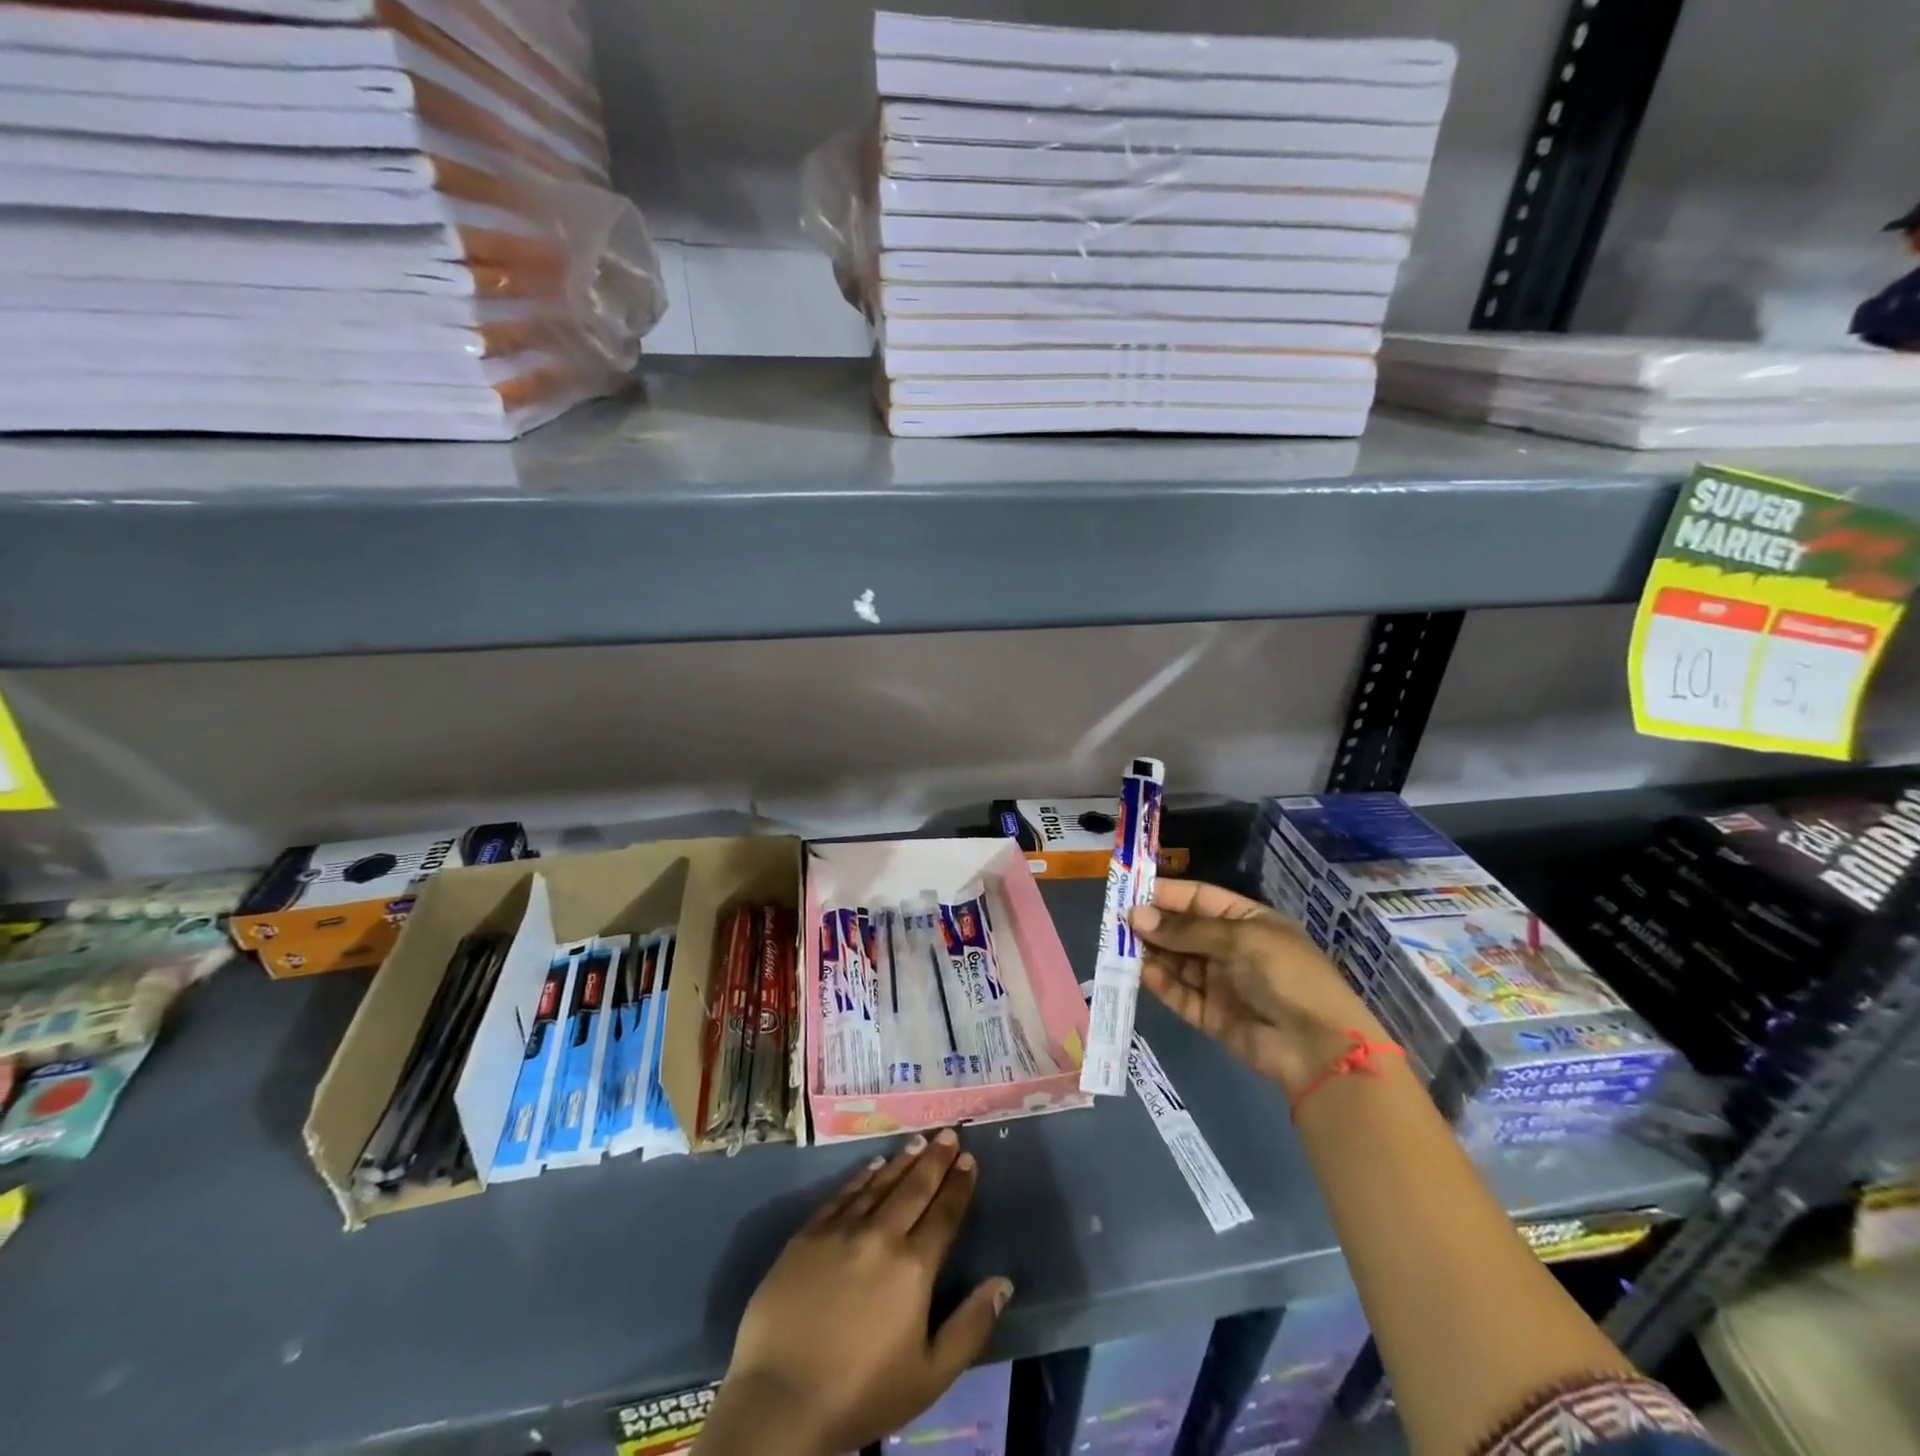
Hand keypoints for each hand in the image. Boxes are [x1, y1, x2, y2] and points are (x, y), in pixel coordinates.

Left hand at [702, 1130, 1012, 1455]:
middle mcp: (881, 1235)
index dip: (959, 1185)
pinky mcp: (808, 1234)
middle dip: (935, 1159)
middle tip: (949, 1133)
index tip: (969, 1160)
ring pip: (880, 1184)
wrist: (779, 1401)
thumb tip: (1003, 1282)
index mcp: (913, 1267)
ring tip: (919, 1141)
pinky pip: (842, 1194)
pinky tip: (873, 1164)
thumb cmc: (860, 1395)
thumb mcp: (929, 1376)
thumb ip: (970, 1327)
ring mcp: (841, 1230)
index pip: (944, 1214)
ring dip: (902, 1161)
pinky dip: (862, 1176)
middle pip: (914, 1188)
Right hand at [1129, 879, 1389, 1099]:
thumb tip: (1136, 916)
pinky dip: (1161, 984)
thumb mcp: (1240, 940)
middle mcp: (1231, 948)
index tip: (1129, 892)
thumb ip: (1187, 929)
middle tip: (1116, 922)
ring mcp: (1221, 982)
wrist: (1319, 1049)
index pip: (1199, 898)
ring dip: (1151, 953)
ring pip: (1177, 962)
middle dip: (1153, 924)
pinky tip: (1142, 973)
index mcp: (1247, 921)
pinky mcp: (1211, 1015)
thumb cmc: (1286, 976)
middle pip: (1183, 930)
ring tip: (1119, 946)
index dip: (1166, 894)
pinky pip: (1180, 994)